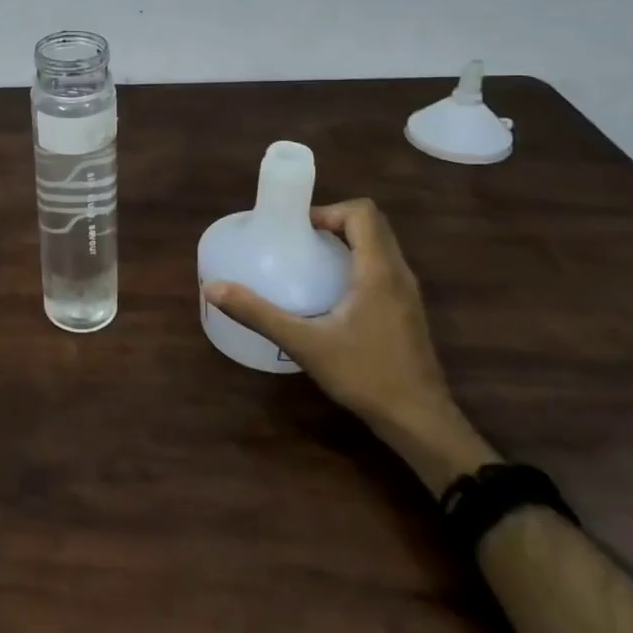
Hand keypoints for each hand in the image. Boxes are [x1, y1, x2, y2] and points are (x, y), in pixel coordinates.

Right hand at [203, 198, 494, 492]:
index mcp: (379, 271)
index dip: (328, 210)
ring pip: (379, 247)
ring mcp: (407, 294)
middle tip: (296, 242)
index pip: (363, 213)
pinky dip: (355, 264)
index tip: (297, 229)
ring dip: (345, 243)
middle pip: (371, 225)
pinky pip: (381, 268)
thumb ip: (258, 313)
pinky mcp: (407, 312)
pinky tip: (328, 294)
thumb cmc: (365, 375)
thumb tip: (213, 288)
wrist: (419, 422)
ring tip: (307, 263)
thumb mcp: (304, 343)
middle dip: (333, 223)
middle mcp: (398, 274)